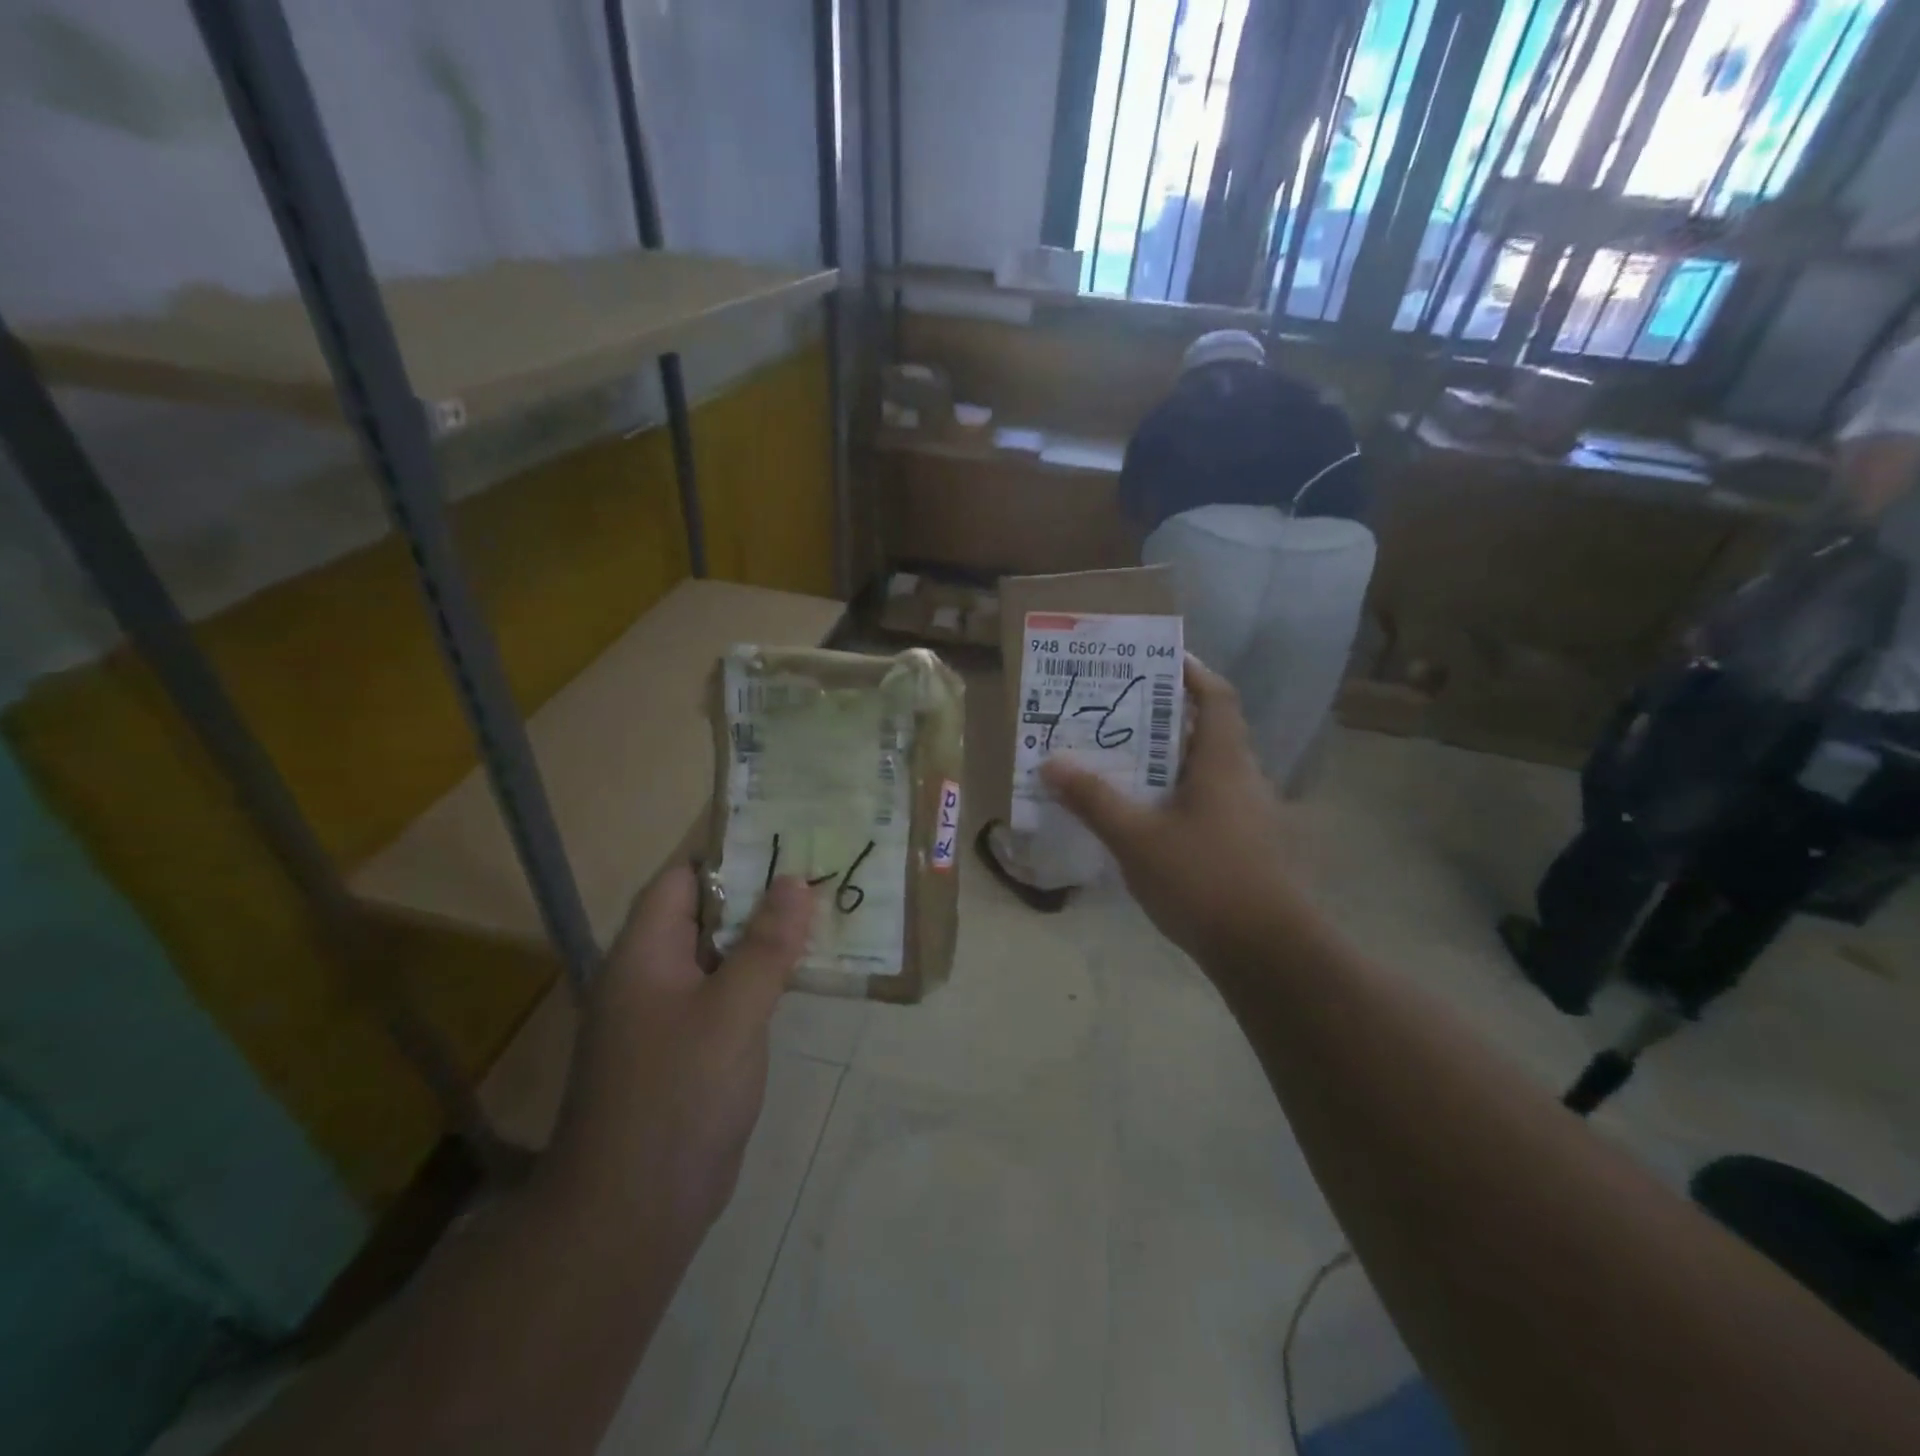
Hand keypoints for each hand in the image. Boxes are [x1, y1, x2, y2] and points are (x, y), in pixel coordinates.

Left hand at [545, 867, 813, 1237]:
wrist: (632, 1213)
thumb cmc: (677, 1096)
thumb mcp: (731, 1012)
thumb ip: (766, 946)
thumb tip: (794, 881)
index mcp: (644, 952)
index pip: (682, 878)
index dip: (729, 852)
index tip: (785, 836)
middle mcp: (650, 974)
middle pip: (705, 914)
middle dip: (759, 893)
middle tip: (819, 870)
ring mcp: (667, 1015)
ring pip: (720, 956)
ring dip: (764, 936)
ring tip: (823, 910)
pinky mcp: (688, 1049)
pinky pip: (726, 994)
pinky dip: (760, 978)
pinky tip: (803, 972)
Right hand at [1041, 656, 1297, 963]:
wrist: (1267, 953)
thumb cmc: (1203, 879)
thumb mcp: (1135, 838)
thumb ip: (1093, 799)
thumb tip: (1050, 762)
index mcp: (1223, 762)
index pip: (1217, 697)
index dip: (1192, 673)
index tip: (1159, 661)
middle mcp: (1245, 780)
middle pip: (1208, 733)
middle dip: (1166, 720)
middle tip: (1119, 717)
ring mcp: (1252, 817)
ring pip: (1208, 773)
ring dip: (1170, 763)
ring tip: (1124, 766)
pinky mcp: (1250, 848)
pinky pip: (1211, 806)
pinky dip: (1180, 800)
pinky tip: (1148, 822)